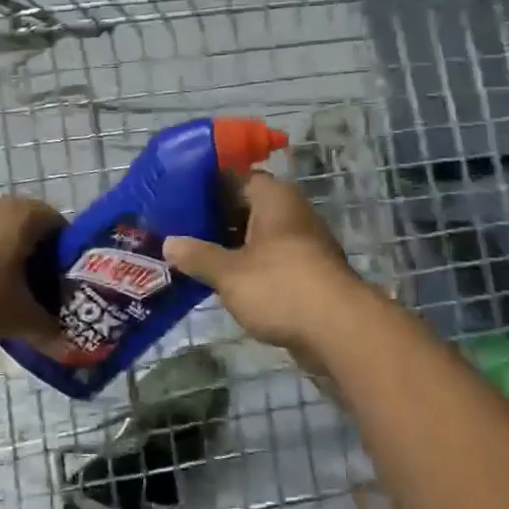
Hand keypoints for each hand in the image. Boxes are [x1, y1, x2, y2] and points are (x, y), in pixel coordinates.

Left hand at [0, 196, 64, 347]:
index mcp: (22, 215)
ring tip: (8, 290)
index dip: (65, 254)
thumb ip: (49, 328)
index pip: (58, 225)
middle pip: (28, 225)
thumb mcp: (20, 319)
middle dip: (36, 254)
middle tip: (39, 288)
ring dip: (7, 254)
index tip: (62, 281)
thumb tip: (67, 344)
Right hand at [163, 172, 373, 367]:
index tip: (175, 197)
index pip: (234, 176)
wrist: (339, 331)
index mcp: (273, 197)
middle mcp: (290, 211)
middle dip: (214, 217)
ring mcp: (303, 242)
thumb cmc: (280, 287)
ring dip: (230, 244)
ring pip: (257, 234)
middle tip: (177, 228)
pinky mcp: (307, 272)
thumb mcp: (228, 272)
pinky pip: (269, 259)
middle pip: (245, 205)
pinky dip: (247, 265)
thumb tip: (168, 243)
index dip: (204, 185)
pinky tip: (222, 279)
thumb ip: (197, 255)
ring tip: (193, 254)